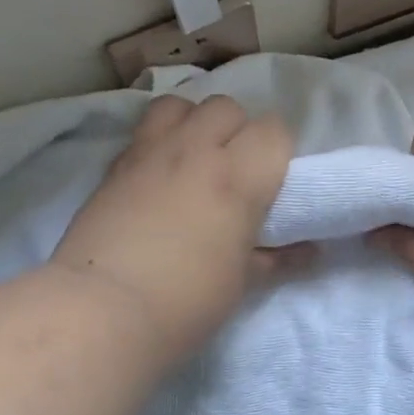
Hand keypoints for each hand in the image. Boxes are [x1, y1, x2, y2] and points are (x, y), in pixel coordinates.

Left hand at [50, 95, 295, 365]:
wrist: (104, 310)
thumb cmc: (187, 301)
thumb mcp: (242, 282)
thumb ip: (277, 257)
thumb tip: (309, 251)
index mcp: (238, 177)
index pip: (274, 130)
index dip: (277, 151)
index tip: (272, 181)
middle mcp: (196, 150)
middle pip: (228, 107)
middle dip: (237, 131)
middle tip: (234, 171)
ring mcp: (150, 152)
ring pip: (181, 104)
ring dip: (194, 123)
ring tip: (193, 158)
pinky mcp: (116, 165)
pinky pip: (144, 129)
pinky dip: (158, 140)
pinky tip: (157, 174)